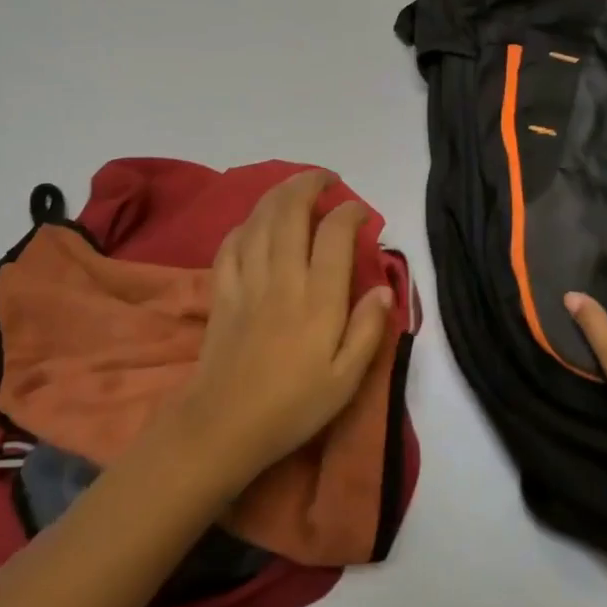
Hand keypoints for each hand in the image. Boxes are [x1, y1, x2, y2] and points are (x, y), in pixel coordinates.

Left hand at [178, 170, 392, 486]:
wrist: (224, 426)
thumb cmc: (292, 407)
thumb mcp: (345, 381)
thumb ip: (367, 330)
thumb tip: (384, 288)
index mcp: (318, 298)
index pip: (335, 234)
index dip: (350, 212)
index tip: (360, 213)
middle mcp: (283, 278)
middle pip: (292, 211)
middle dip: (310, 184)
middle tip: (326, 180)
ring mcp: (247, 280)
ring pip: (260, 219)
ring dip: (279, 194)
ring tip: (295, 189)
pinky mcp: (222, 290)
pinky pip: (231, 242)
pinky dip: (246, 224)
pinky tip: (256, 224)